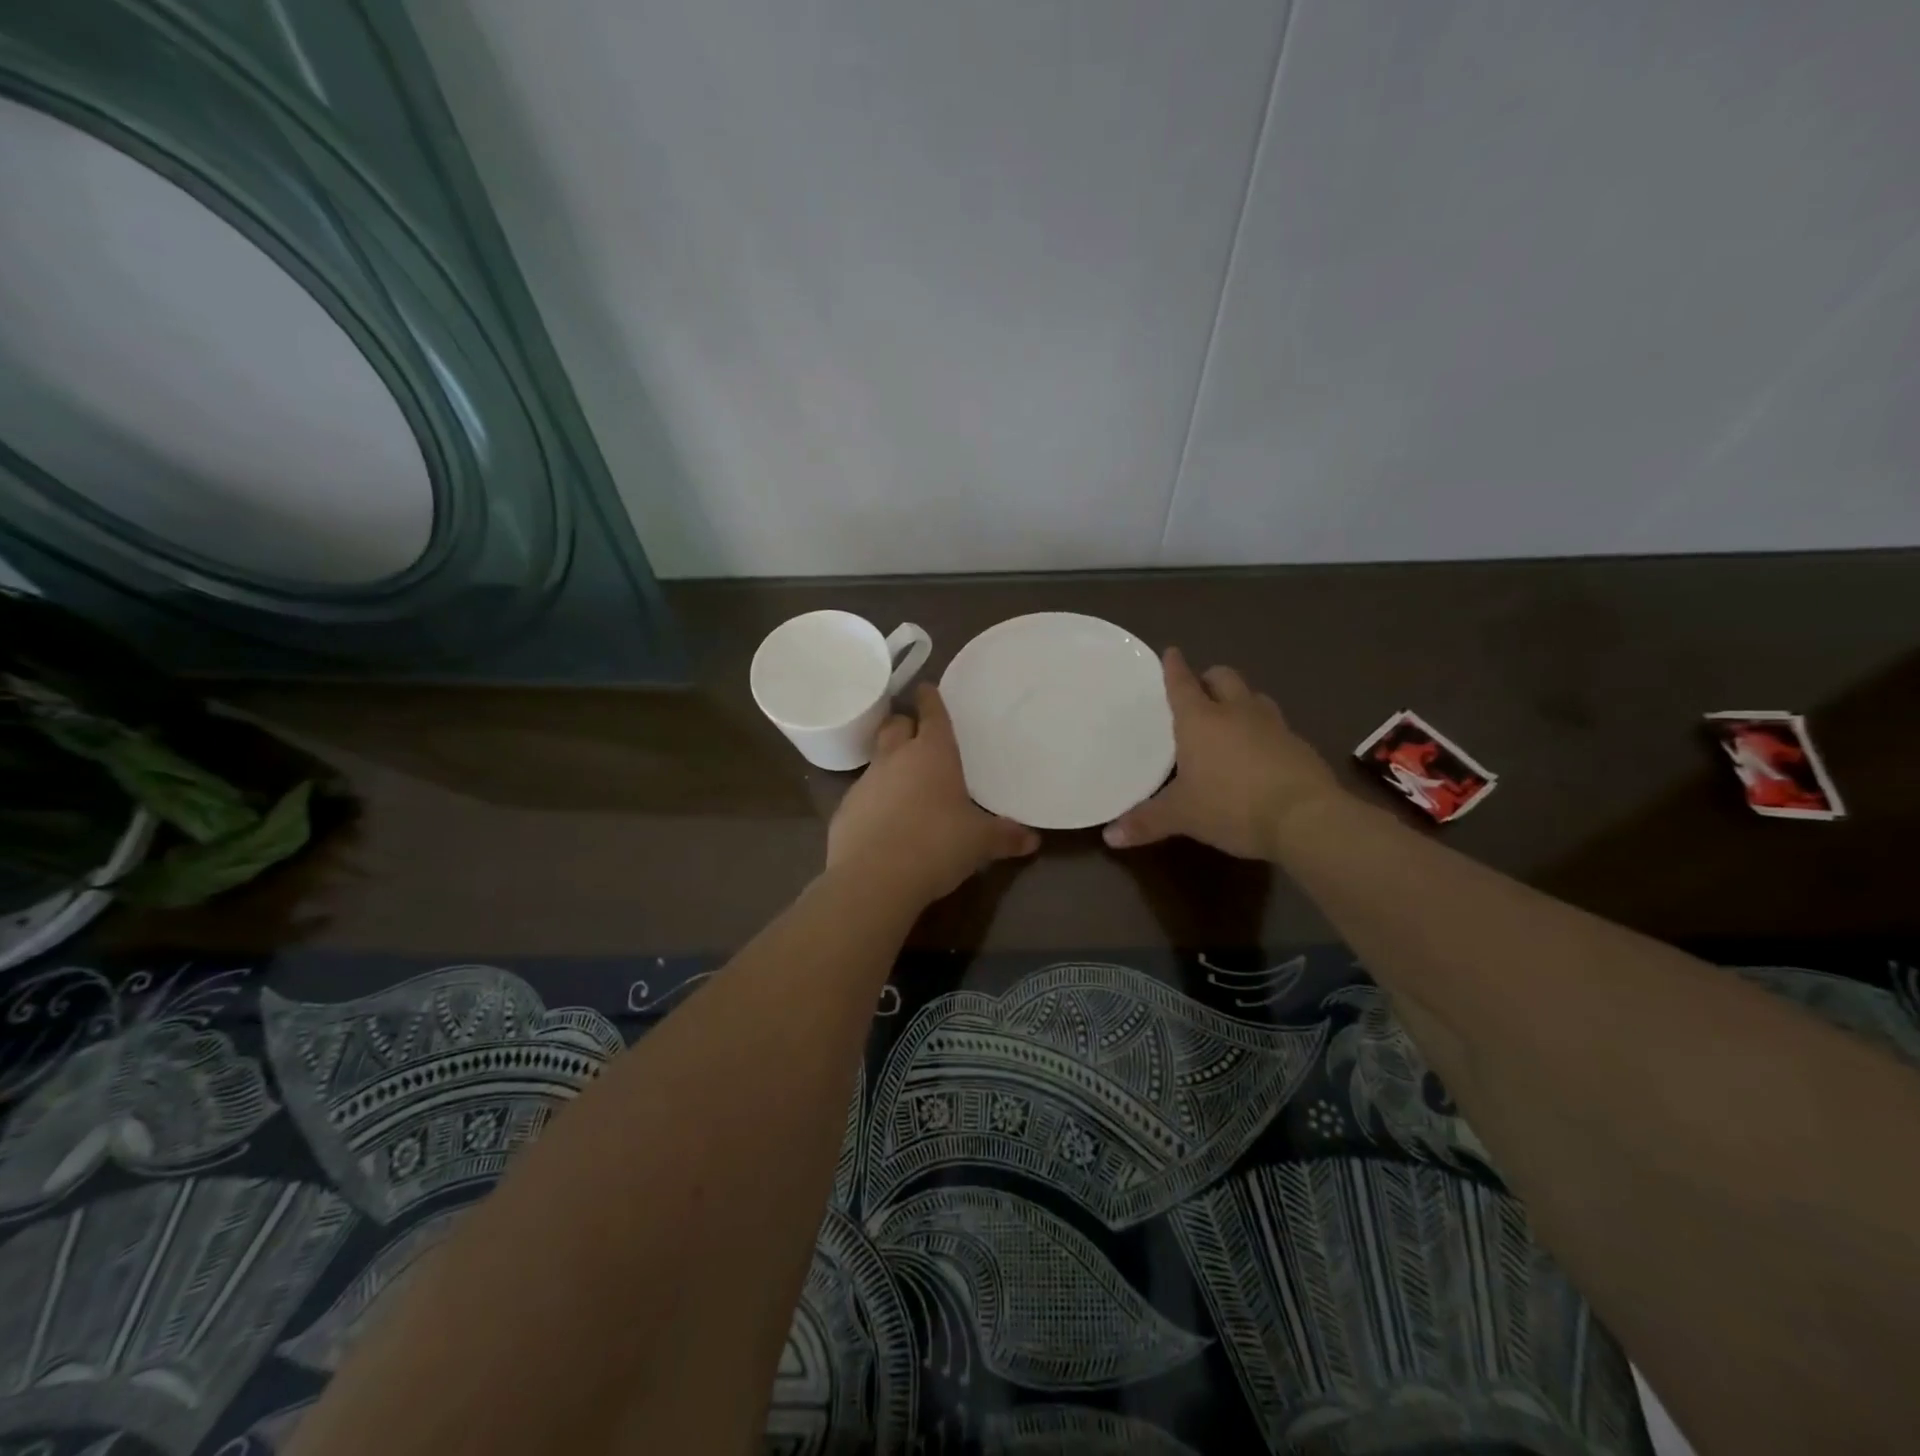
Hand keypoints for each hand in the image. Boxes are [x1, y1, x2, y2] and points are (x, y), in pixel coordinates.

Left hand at [827, 684, 1040, 904]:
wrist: (873, 878)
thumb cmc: (936, 845)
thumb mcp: (979, 843)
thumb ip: (1005, 836)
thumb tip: (1032, 840)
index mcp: (933, 754)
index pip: (931, 714)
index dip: (930, 699)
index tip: (926, 688)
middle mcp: (896, 759)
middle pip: (894, 726)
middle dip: (904, 724)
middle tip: (915, 733)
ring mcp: (865, 782)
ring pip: (877, 759)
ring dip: (889, 764)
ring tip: (905, 783)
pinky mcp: (845, 810)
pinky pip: (863, 795)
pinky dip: (874, 800)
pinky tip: (885, 822)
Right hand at [1102, 648, 1344, 859]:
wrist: (1305, 818)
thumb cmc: (1230, 805)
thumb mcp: (1182, 816)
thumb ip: (1146, 822)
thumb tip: (1108, 836)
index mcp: (1200, 720)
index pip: (1183, 684)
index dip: (1174, 667)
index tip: (1172, 652)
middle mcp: (1236, 712)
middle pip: (1223, 677)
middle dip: (1210, 679)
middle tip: (1200, 692)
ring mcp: (1273, 725)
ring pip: (1254, 697)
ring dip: (1240, 700)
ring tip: (1230, 718)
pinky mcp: (1299, 745)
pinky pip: (1276, 726)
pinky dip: (1262, 730)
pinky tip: (1258, 753)